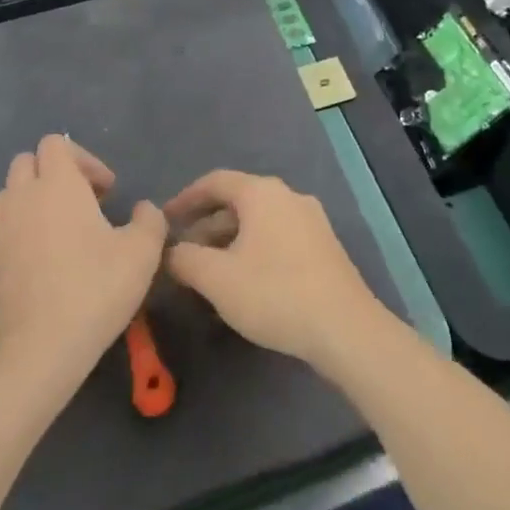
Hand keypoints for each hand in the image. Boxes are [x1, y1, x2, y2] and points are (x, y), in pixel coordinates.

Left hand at [0, 135, 165, 383]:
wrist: (37, 351)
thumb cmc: (94, 290)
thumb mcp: (142, 253)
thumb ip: (149, 220)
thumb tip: (143, 209)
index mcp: (56, 184)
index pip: (55, 143)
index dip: (84, 159)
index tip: (105, 191)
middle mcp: (21, 198)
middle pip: (26, 162)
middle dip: (54, 174)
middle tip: (84, 205)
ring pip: (9, 195)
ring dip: (33, 201)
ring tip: (61, 233)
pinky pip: (2, 232)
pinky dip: (21, 234)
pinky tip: (44, 267)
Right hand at [164, 170, 385, 370]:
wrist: (345, 328)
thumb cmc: (274, 293)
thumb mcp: (217, 279)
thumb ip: (185, 259)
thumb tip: (171, 251)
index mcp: (262, 193)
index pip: (215, 181)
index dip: (185, 198)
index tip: (164, 220)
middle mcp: (288, 196)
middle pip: (238, 201)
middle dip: (207, 225)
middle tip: (183, 253)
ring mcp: (311, 220)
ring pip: (259, 221)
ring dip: (229, 240)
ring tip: (209, 272)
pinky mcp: (324, 246)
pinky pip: (278, 237)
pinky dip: (253, 250)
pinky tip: (245, 282)